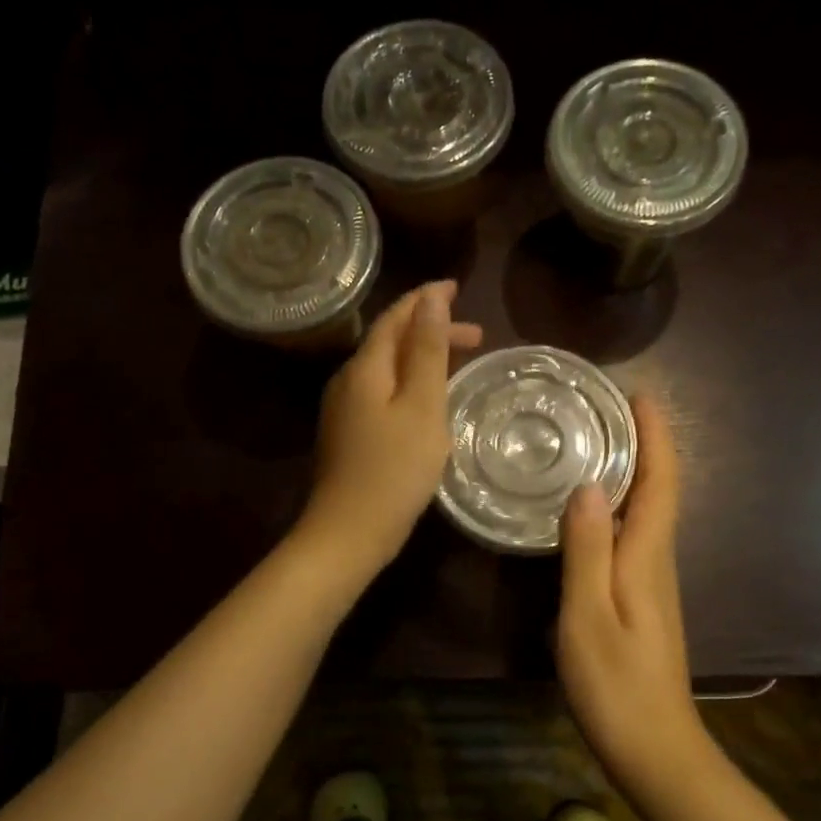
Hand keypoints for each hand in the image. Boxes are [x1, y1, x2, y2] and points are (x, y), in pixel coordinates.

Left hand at [295, 281, 482, 582]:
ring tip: (458, 363)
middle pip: (389, 341)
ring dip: (421, 358)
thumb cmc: (394, 471)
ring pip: (386, 369)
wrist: (349, 533)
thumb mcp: (421, 407)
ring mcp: (344, 411)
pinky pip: (381, 394)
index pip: (395, 318)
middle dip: (430, 331)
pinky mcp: (348, 436)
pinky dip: (409, 385)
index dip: (425, 300)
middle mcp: (348, 381)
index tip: (457, 288)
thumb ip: (426, 351)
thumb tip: (430, 298)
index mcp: (365, 368)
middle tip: (476, 336)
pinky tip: (427, 402)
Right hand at [556, 395, 710, 785]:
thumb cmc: (617, 686)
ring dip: (633, 473)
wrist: (655, 749)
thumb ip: (587, 552)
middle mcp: (657, 562)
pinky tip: (590, 512)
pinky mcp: (642, 602)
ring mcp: (652, 584)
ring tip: (594, 445)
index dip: (656, 438)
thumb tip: (589, 485)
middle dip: (644, 445)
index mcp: (648, 558)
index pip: (661, 483)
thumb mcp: (588, 617)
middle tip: (605, 410)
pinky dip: (621, 508)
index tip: (639, 395)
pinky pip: (634, 538)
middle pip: (659, 491)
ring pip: (648, 513)